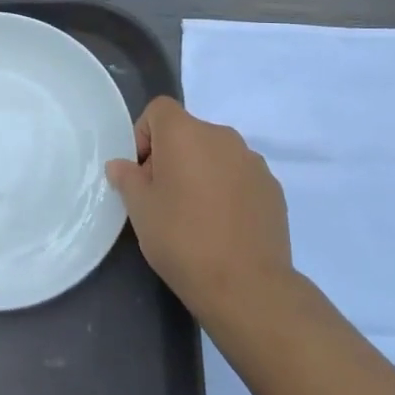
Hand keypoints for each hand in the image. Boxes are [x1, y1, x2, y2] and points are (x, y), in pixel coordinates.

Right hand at [105, 96, 290, 321]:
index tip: (142, 173)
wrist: (246, 285)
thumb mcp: (140, 209)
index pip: (159, 109)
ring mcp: (253, 162)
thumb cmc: (182, 239)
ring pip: (216, 155)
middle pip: (188, 132)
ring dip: (201, 172)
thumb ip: (127, 178)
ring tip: (196, 215)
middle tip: (163, 198)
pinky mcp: (273, 188)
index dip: (144, 134)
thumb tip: (122, 165)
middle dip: (172, 156)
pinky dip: (227, 190)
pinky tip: (223, 226)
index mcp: (186, 133)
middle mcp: (222, 137)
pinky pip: (240, 176)